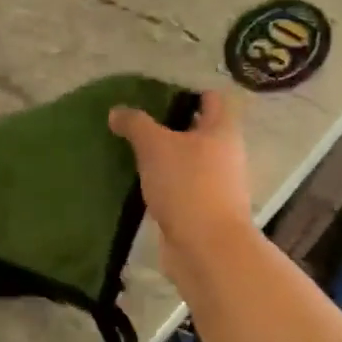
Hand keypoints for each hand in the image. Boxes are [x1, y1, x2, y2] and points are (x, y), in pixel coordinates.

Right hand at [108, 91, 254, 275]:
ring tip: (131, 150)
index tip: (157, 95)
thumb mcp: (155, 146)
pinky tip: (138, 182)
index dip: (188, 92)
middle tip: (136, 122)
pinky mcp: (202, 211)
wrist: (206, 249)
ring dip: (164, 157)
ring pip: (188, 160)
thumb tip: (117, 111)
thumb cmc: (188, 185)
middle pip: (199, 130)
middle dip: (170, 126)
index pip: (212, 99)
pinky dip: (163, 183)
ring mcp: (216, 185)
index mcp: (222, 131)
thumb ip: (136, 124)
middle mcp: (225, 155)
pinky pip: (180, 187)